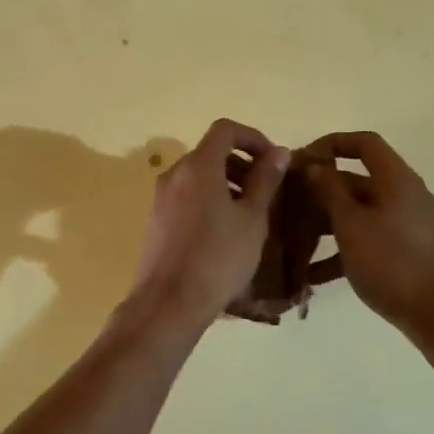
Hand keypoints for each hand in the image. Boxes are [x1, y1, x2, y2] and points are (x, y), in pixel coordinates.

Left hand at [127, 119, 287, 327]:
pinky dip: (208, 200)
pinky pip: (186, 197)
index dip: (253, 138)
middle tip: (266, 191)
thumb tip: (277, 151)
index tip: (273, 160)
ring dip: (226, 184)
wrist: (168, 304)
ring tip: (249, 215)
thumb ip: (265, 180)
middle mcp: (174, 174)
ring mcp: (161, 198)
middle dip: (241, 164)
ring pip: (198, 176)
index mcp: (198, 166)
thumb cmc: (218, 257)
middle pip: (210, 153)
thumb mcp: (251, 218)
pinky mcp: (155, 220)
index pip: (225, 130)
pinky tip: (224, 232)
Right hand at [303, 131, 433, 333]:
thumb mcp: (351, 224)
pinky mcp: (406, 251)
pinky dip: (343, 250)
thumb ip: (329, 191)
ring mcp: (407, 224)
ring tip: (294, 238)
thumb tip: (315, 166)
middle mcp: (404, 195)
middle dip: (322, 189)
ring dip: (327, 222)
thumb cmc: (391, 262)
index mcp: (396, 179)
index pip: (364, 143)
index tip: (303, 159)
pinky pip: (369, 239)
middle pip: (358, 179)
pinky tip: (312, 275)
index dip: (332, 143)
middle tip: (288, 201)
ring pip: (360, 212)